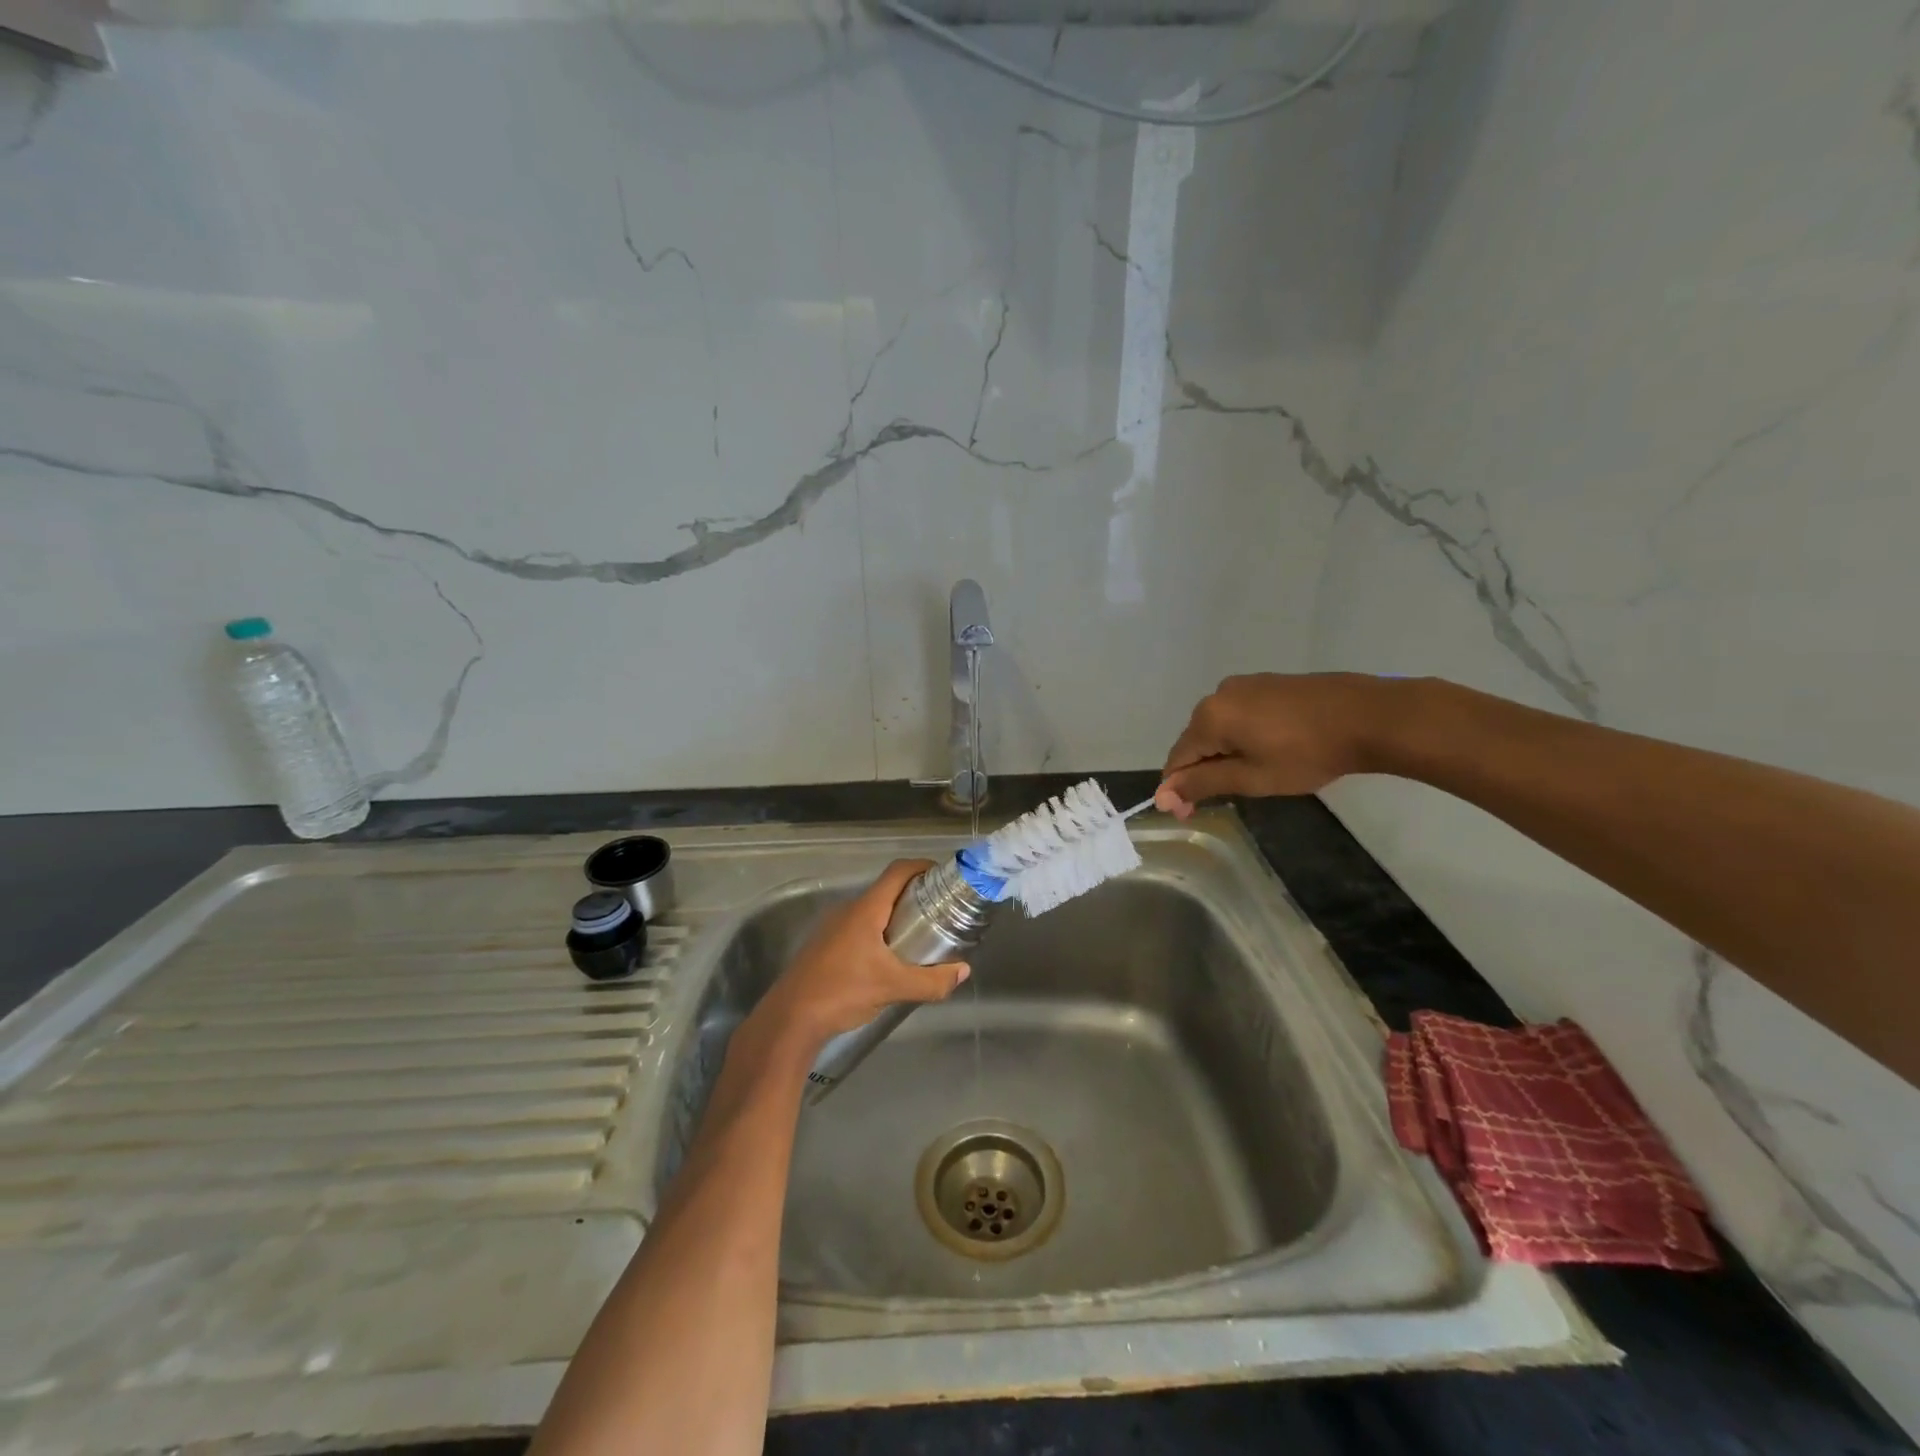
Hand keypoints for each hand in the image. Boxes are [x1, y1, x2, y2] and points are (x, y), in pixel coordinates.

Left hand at [749, 859, 969, 1049]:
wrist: (790, 1020)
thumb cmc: (842, 992)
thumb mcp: (893, 988)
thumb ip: (931, 981)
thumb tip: (962, 971)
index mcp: (865, 909)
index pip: (897, 871)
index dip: (922, 867)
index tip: (944, 877)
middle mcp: (848, 910)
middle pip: (887, 890)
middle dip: (915, 895)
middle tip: (941, 911)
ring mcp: (833, 927)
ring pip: (872, 911)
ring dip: (896, 917)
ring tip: (921, 936)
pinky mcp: (825, 946)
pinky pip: (859, 928)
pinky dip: (880, 933)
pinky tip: (890, 959)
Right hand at [1155, 673, 1395, 817]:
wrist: (1370, 716)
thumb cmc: (1307, 753)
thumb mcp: (1252, 777)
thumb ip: (1203, 784)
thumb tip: (1162, 796)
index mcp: (1209, 717)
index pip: (1177, 758)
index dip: (1178, 789)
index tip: (1191, 815)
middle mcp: (1219, 694)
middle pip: (1196, 741)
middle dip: (1203, 770)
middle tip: (1229, 798)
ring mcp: (1245, 684)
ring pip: (1220, 727)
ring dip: (1225, 754)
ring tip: (1253, 776)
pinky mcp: (1269, 683)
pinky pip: (1241, 715)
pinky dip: (1243, 736)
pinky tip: (1269, 751)